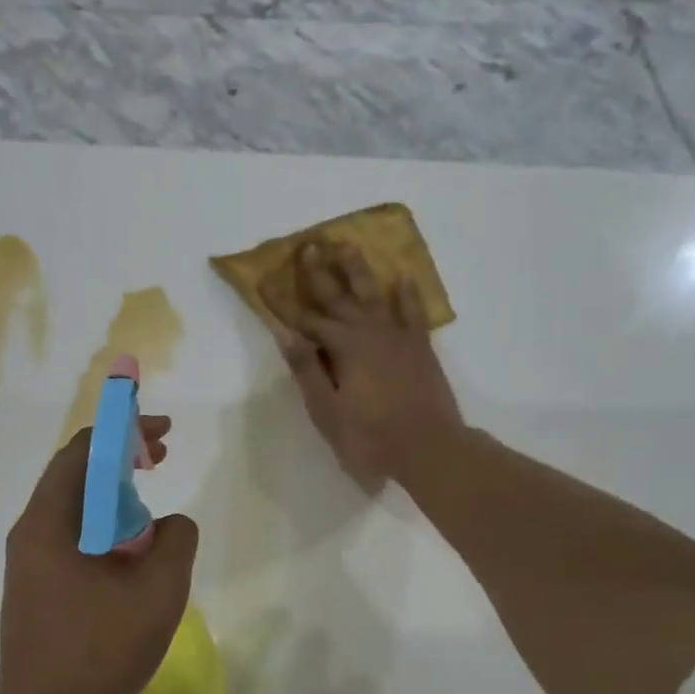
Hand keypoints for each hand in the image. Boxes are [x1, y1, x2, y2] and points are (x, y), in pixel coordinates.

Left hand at [0, 416, 199, 693]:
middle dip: (120, 461)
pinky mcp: (35, 592)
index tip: (163, 434)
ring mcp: (28, 565)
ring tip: (152, 515)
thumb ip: (177, 538)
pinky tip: (131, 558)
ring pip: (74, 511)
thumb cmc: (100, 651)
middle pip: (75, 476)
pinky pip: (72, 542)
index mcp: (49, 522)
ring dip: (114, 499)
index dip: (124, 431)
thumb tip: (171, 524)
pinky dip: (105, 531)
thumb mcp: (159, 589)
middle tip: (160, 460)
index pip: (83, 451)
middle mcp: (30, 534)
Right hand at [262, 241, 462, 490]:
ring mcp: (398, 337)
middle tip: (308, 245)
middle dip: (320, 272)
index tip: (266, 280)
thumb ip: (308, 370)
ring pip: (374, 295)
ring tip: (348, 244)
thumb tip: (285, 334)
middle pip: (338, 297)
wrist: (429, 449)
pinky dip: (408, 294)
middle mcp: (369, 333)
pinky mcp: (420, 347)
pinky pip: (413, 312)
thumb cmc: (371, 437)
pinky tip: (402, 278)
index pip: (306, 321)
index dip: (284, 303)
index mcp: (343, 348)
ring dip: (359, 270)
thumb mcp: (328, 411)